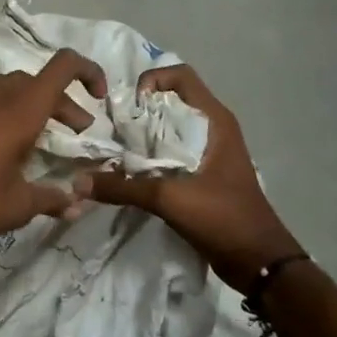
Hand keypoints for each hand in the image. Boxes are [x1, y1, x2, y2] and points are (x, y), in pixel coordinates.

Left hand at [0, 48, 106, 273]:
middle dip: (65, 101)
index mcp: (19, 110)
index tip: (100, 98)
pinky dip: (11, 112)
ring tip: (46, 138)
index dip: (89, 71)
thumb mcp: (20, 206)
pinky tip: (11, 146)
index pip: (63, 66)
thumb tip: (78, 203)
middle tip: (78, 131)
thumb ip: (54, 198)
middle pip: (39, 80)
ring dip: (37, 105)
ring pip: (13, 88)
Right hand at [88, 64, 301, 291]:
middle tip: (111, 131)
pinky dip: (148, 159)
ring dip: (141, 138)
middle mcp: (212, 129)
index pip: (180, 76)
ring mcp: (208, 153)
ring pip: (168, 131)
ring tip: (113, 153)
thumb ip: (123, 188)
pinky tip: (127, 174)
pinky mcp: (201, 175)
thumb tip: (78, 182)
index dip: (151, 81)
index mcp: (215, 121)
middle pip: (169, 103)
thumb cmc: (223, 217)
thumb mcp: (170, 199)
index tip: (128, 108)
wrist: (258, 260)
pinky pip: (169, 155)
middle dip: (138, 112)